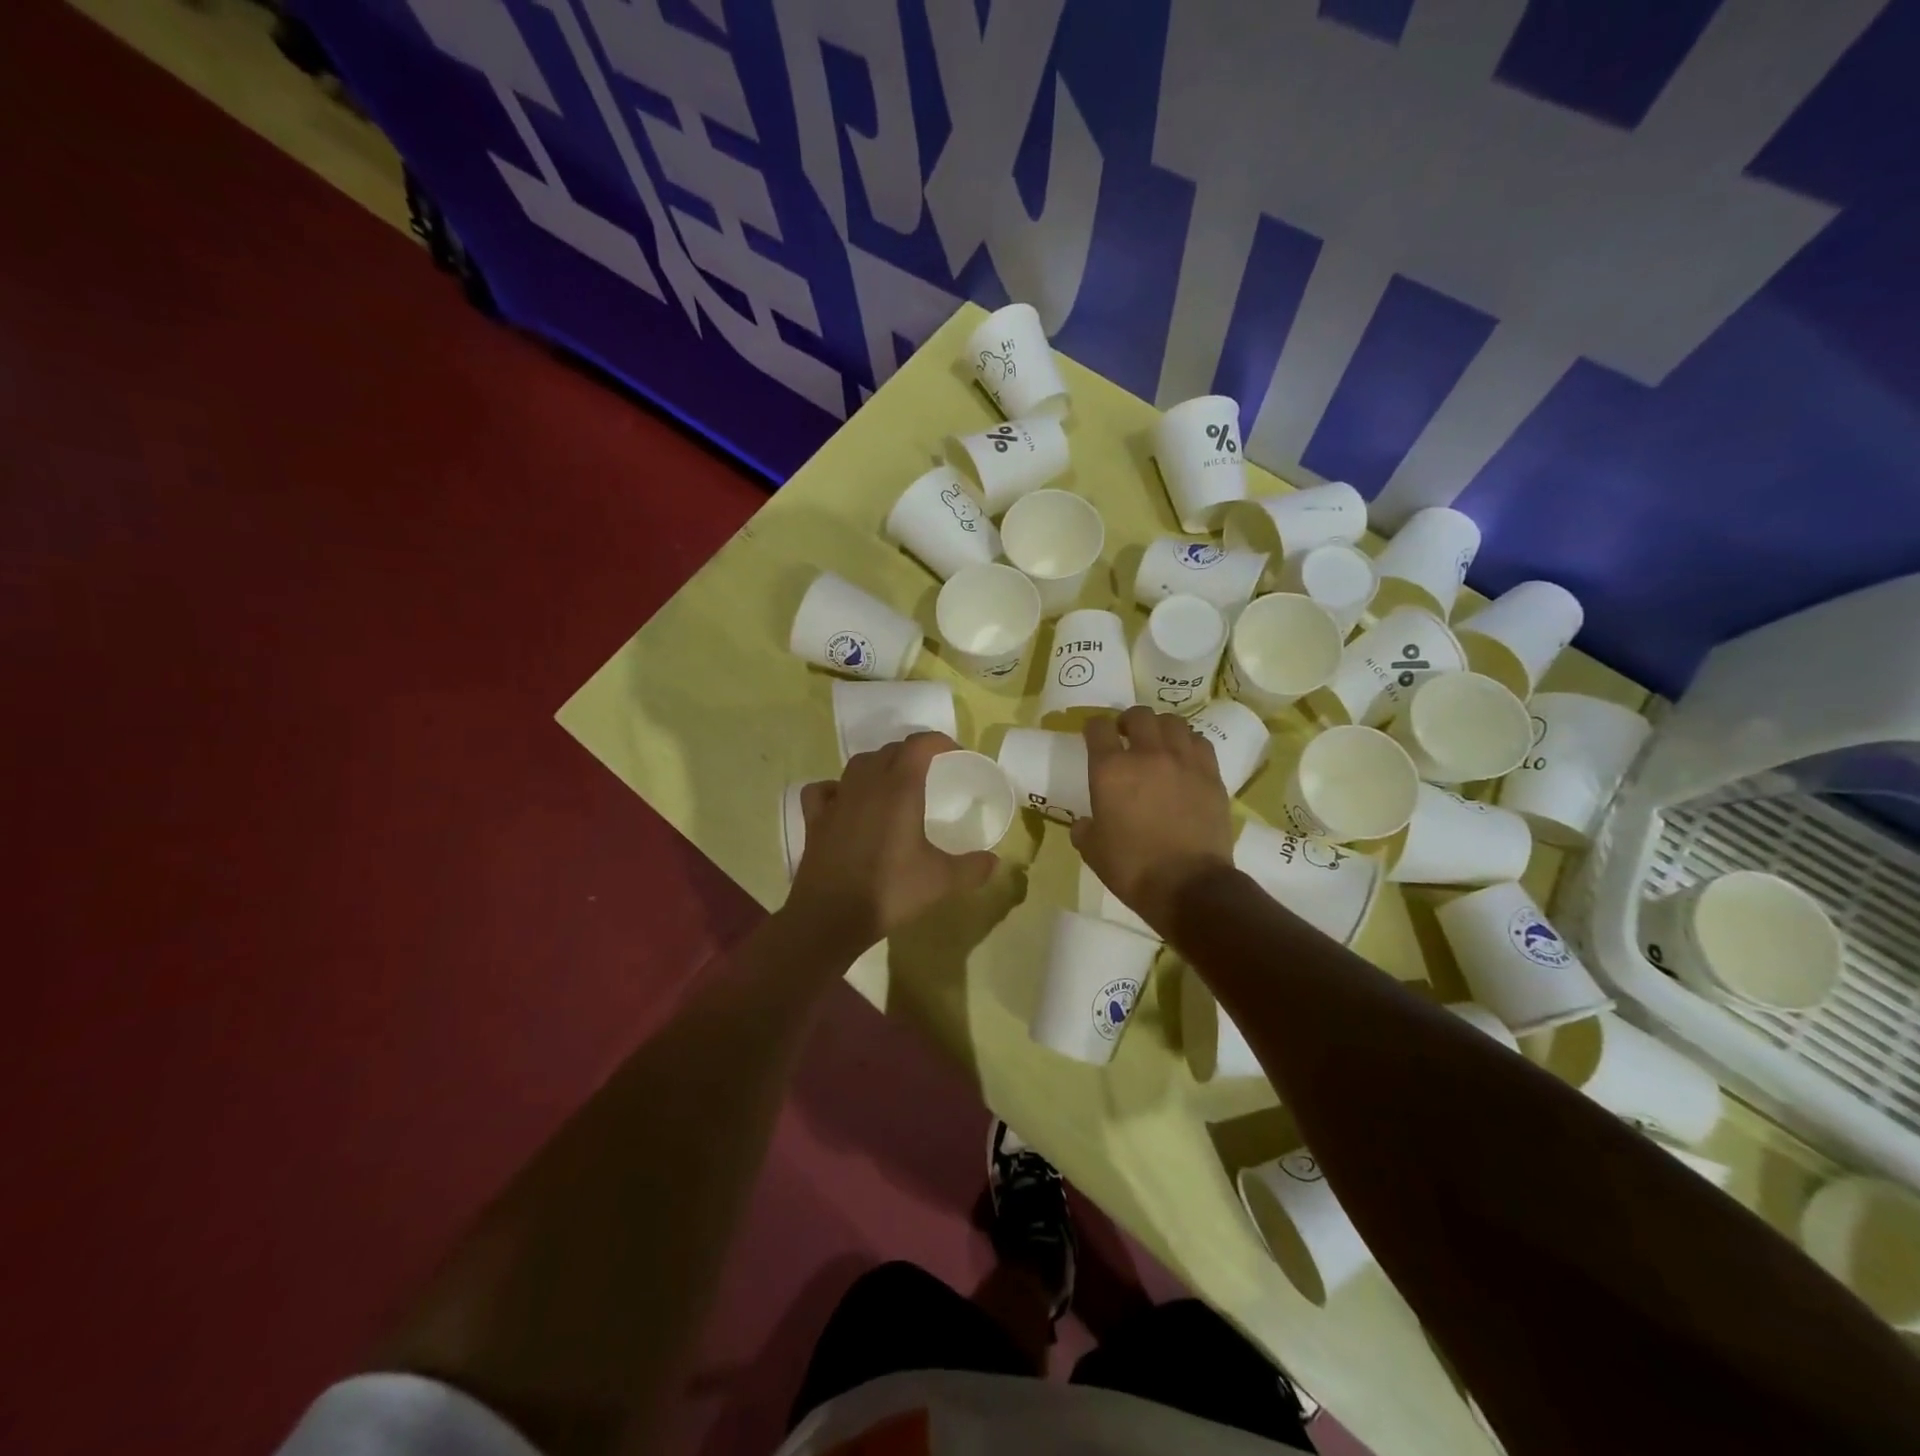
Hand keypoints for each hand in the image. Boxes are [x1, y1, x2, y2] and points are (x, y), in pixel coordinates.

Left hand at [786, 732, 997, 954]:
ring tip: (892, 785)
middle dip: (912, 754)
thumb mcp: (941, 881)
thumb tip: (995, 862)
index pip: (919, 745)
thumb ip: (972, 868)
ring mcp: (836, 800)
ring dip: (878, 766)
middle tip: (930, 773)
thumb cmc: (890, 891)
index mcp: (899, 788)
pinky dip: (837, 788)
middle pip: (889, 751)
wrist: (830, 916)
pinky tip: (845, 802)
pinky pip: (824, 789)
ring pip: (858, 765)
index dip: (939, 743)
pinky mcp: (814, 819)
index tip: (955, 756)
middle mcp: (866, 784)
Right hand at [1071, 706, 1233, 935]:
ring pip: (1173, 722)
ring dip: (1160, 727)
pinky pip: (1199, 742)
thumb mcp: (1093, 851)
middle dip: (1128, 720)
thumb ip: (1084, 829)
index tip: (1093, 735)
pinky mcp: (1211, 775)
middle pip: (1139, 715)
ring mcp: (1183, 761)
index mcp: (1110, 770)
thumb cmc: (1133, 868)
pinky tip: (1185, 757)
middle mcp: (1147, 754)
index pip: (1098, 727)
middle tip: (1125, 735)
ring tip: (1158, 742)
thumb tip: (1085, 823)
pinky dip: (1188, 743)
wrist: (1189, 885)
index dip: (1093, 727)